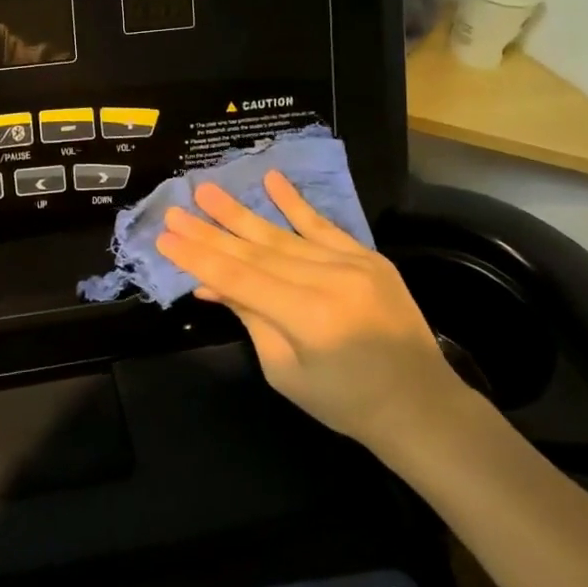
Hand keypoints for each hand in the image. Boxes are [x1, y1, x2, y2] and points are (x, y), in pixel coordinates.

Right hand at [157, 171, 476, 461]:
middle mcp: (329, 281)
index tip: (165, 237)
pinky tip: (271, 179)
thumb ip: (250, 318)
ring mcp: (352, 264)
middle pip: (255, 250)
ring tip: (206, 190)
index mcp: (308, 317)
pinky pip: (324, 225)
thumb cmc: (346, 403)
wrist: (422, 407)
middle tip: (175, 209)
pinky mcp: (368, 257)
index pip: (239, 277)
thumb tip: (208, 283)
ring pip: (283, 234)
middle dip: (210, 231)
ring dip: (241, 212)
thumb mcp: (285, 371)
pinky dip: (295, 203)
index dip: (198, 257)